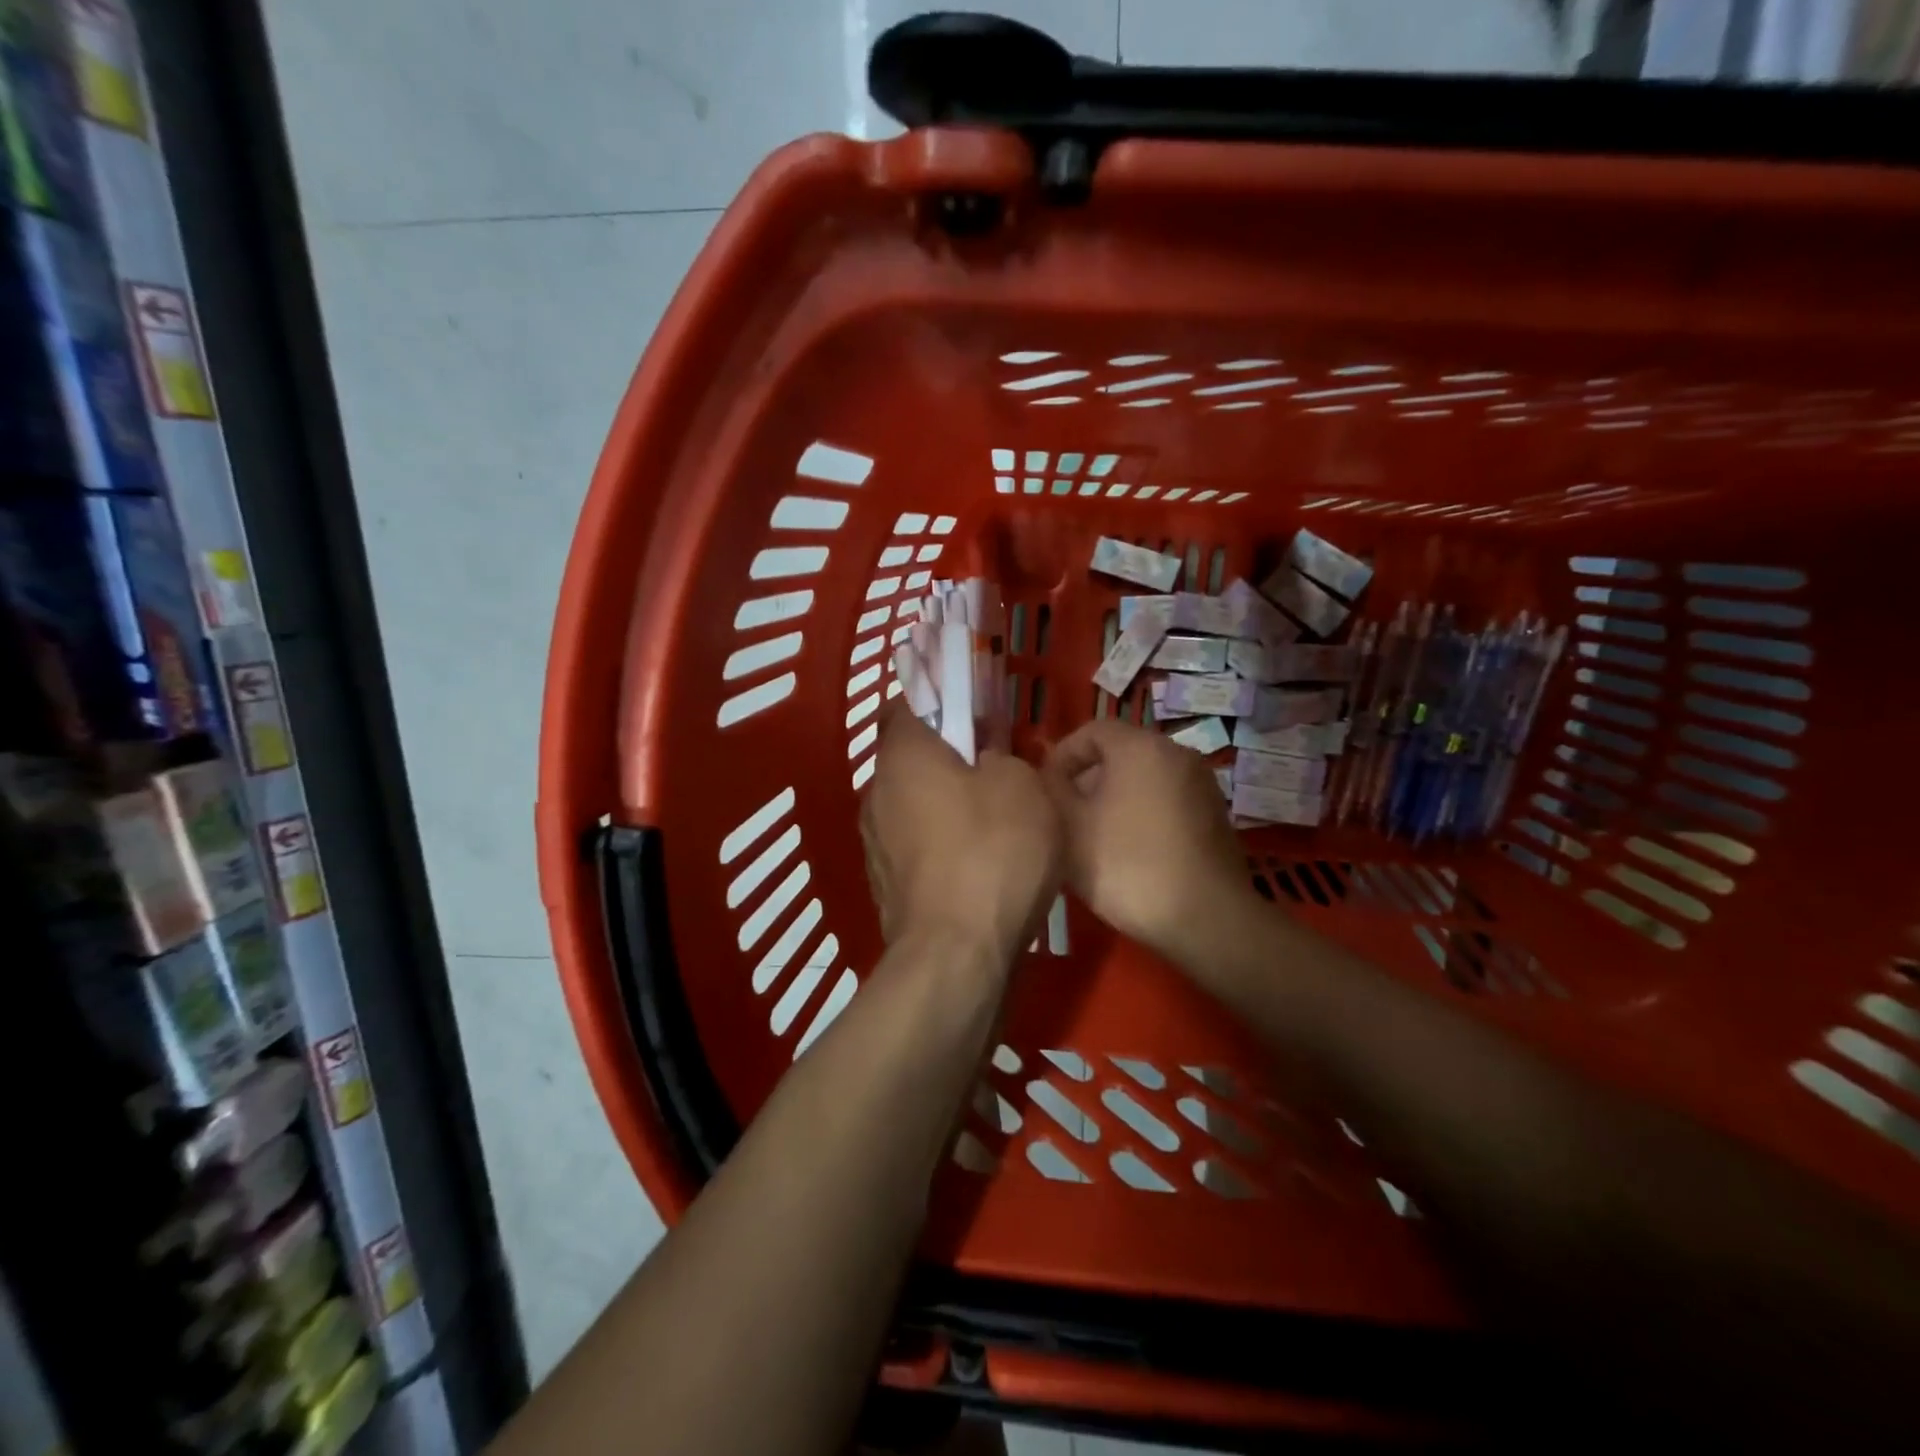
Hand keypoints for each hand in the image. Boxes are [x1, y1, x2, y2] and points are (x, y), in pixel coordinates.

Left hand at [861, 705, 1063, 964]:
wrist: (957, 955)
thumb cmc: (993, 853)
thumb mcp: (1022, 785)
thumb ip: (1002, 756)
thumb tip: (985, 761)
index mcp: (903, 756)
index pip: (909, 704)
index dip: (943, 700)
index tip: (978, 712)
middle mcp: (876, 793)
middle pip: (911, 758)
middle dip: (949, 757)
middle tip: (995, 767)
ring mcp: (876, 843)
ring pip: (913, 804)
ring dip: (945, 804)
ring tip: (992, 820)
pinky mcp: (885, 885)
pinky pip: (916, 846)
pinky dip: (941, 845)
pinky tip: (977, 865)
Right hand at [1043, 719, 1248, 962]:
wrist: (1205, 918)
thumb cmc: (1127, 864)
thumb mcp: (1069, 827)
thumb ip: (1051, 790)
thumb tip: (1048, 775)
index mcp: (1140, 746)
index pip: (1092, 730)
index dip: (1062, 755)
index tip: (1045, 789)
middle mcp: (1177, 753)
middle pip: (1120, 752)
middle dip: (1087, 778)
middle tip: (1066, 815)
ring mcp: (1202, 784)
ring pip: (1145, 777)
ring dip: (1115, 797)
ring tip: (1094, 837)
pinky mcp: (1215, 815)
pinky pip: (1168, 800)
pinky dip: (1144, 813)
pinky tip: (1131, 851)